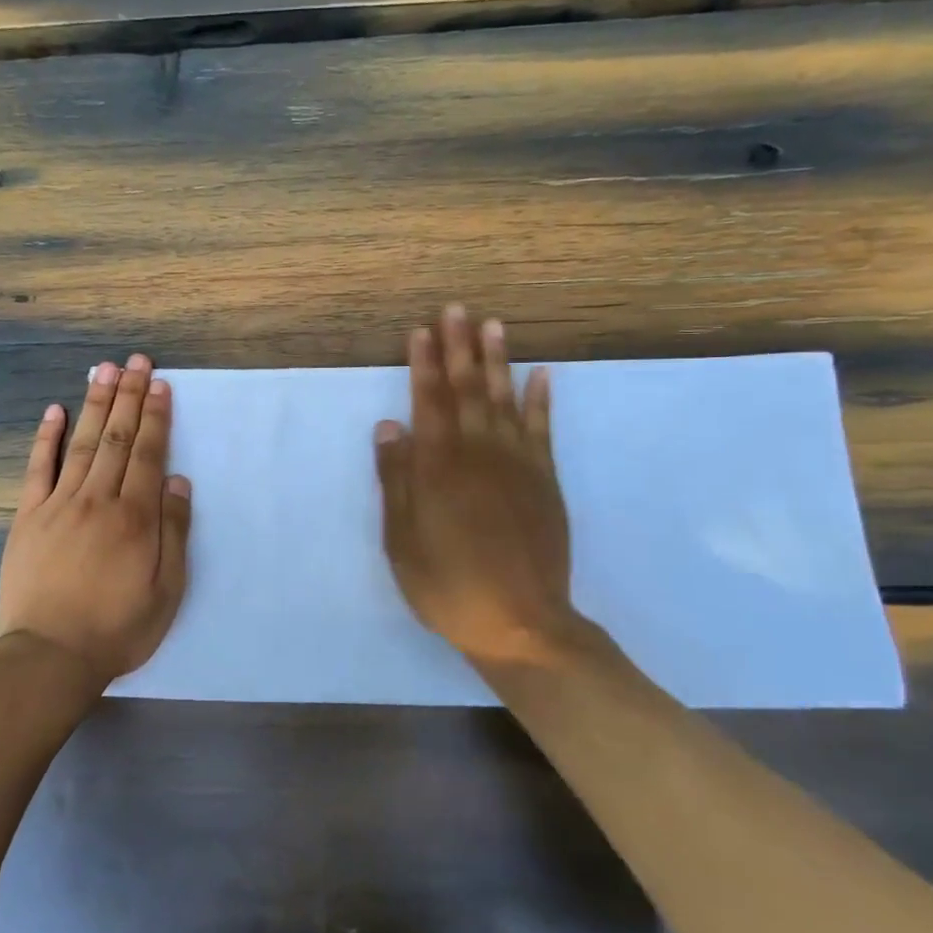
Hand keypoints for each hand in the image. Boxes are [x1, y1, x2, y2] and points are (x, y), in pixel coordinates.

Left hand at [0, 354, 192, 680]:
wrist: (50, 655)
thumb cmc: (118, 627)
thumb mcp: (166, 589)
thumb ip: (173, 531)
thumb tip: (178, 481)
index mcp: (135, 517)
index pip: (148, 453)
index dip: (155, 416)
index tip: (160, 385)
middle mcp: (98, 500)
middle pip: (117, 438)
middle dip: (128, 396)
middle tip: (136, 362)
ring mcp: (58, 504)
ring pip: (82, 443)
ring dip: (94, 404)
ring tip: (104, 370)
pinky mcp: (28, 516)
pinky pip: (38, 468)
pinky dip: (47, 437)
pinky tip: (55, 411)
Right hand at [374, 305, 609, 671]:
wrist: (520, 623)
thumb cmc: (447, 585)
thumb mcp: (402, 540)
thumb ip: (396, 480)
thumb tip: (388, 425)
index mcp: (438, 467)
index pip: (429, 402)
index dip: (423, 364)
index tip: (421, 330)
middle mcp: (478, 453)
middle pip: (467, 390)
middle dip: (459, 348)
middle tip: (457, 309)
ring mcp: (517, 464)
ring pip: (505, 399)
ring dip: (498, 360)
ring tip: (494, 325)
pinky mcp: (545, 480)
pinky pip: (543, 429)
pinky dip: (542, 399)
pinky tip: (542, 374)